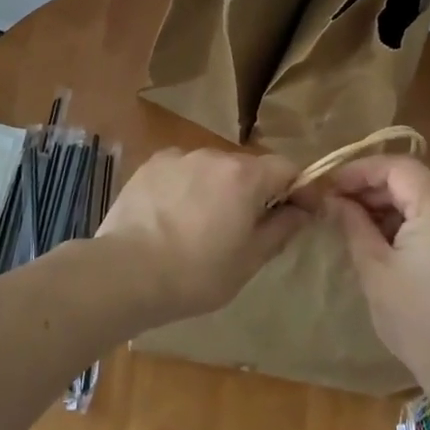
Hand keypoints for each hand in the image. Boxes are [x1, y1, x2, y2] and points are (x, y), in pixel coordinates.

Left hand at [96, 148, 308, 323]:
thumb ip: (282, 228)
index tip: (298, 214)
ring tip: (202, 226)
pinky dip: (187, 187)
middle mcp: (214, 155)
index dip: (298, 188)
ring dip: (218, 189)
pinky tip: (172, 217)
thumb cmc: (196, 273)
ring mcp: (178, 157)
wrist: (125, 273)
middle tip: (245, 229)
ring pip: (212, 169)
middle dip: (255, 192)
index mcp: (245, 176)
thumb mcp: (249, 260)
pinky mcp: (150, 165)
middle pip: (248, 167)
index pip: (287, 167)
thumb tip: (303, 210)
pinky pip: (182, 171)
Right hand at [317, 156, 429, 390]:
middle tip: (339, 207)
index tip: (332, 186)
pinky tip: (393, 245)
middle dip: (375, 190)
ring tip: (361, 227)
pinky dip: (417, 223)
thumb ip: (354, 225)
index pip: (399, 167)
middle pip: (416, 182)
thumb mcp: (376, 272)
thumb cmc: (420, 324)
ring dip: (395, 208)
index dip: (361, 170)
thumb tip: (334, 200)